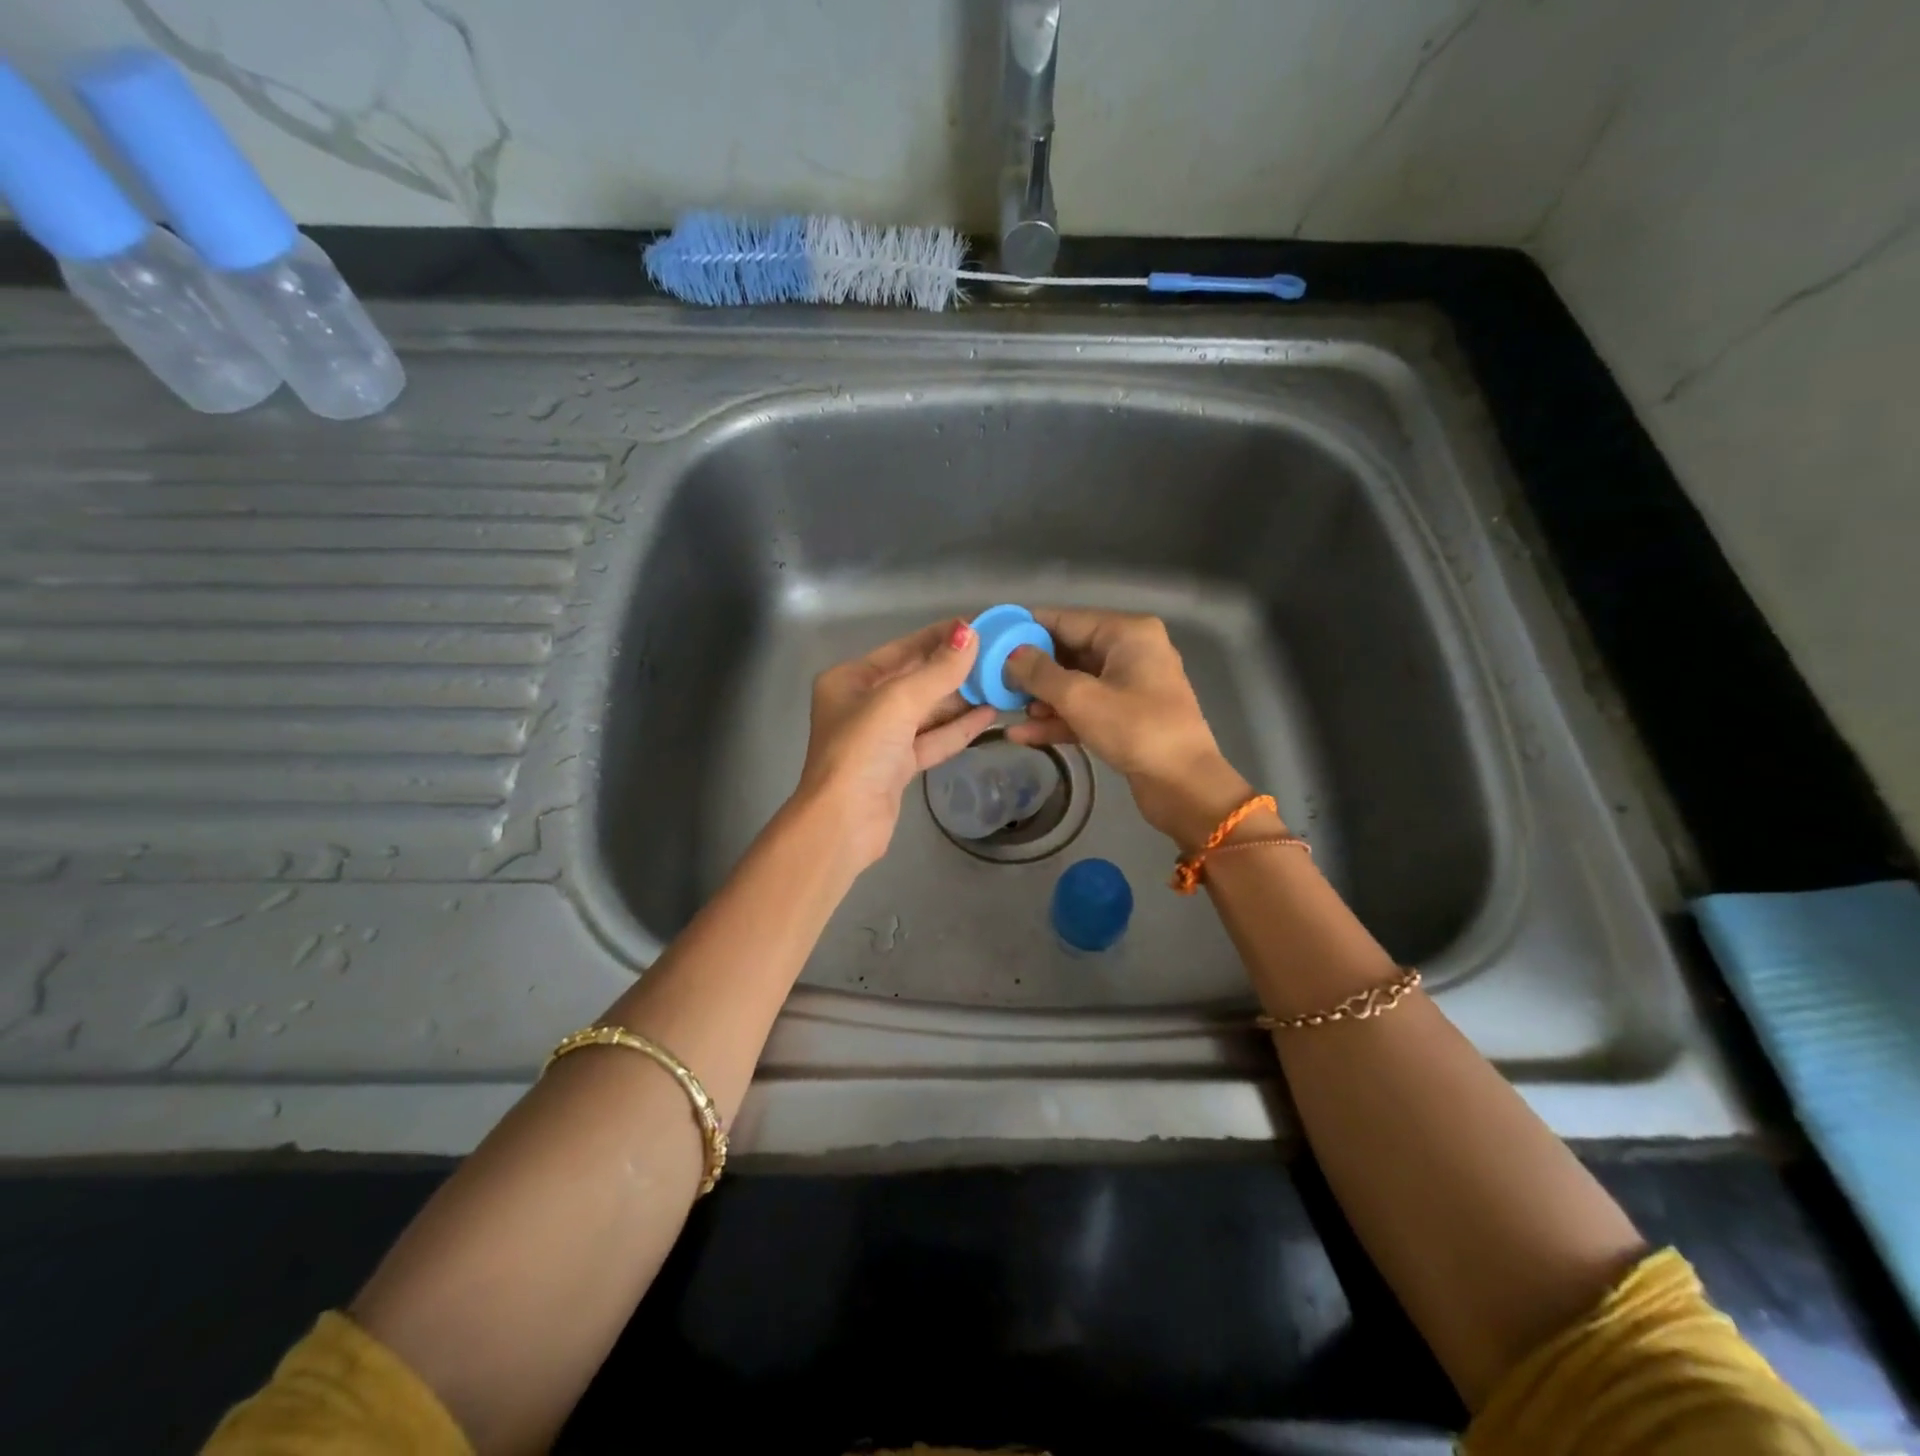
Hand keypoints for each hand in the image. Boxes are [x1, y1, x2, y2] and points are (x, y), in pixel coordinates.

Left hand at [793, 618, 997, 870]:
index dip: (939, 637)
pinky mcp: (897, 766)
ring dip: (960, 700)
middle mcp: (862, 705)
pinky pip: (932, 739)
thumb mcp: (900, 701)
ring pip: (927, 711)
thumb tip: (970, 633)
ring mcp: (880, 738)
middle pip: (915, 679)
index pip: (903, 649)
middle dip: (954, 670)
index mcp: (850, 680)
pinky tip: (988, 716)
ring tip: (999, 683)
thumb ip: (938, 670)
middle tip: (997, 656)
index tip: (978, 626)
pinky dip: (957, 728)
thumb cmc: (862, 750)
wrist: (843, 822)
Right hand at [1003, 609, 1258, 847]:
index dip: (1025, 628)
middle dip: (1030, 669)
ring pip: (1074, 684)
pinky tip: (1022, 734)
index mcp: (1126, 633)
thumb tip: (1010, 655)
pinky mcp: (1126, 717)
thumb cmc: (1136, 729)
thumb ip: (1040, 673)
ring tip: (1002, 708)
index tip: (990, 638)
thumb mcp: (1080, 697)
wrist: (1184, 785)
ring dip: (1040, 698)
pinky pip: (1085, 709)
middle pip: (1068, 652)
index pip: (1065, 619)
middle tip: (990, 679)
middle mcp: (1130, 651)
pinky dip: (1058, 720)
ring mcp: (1130, 686)